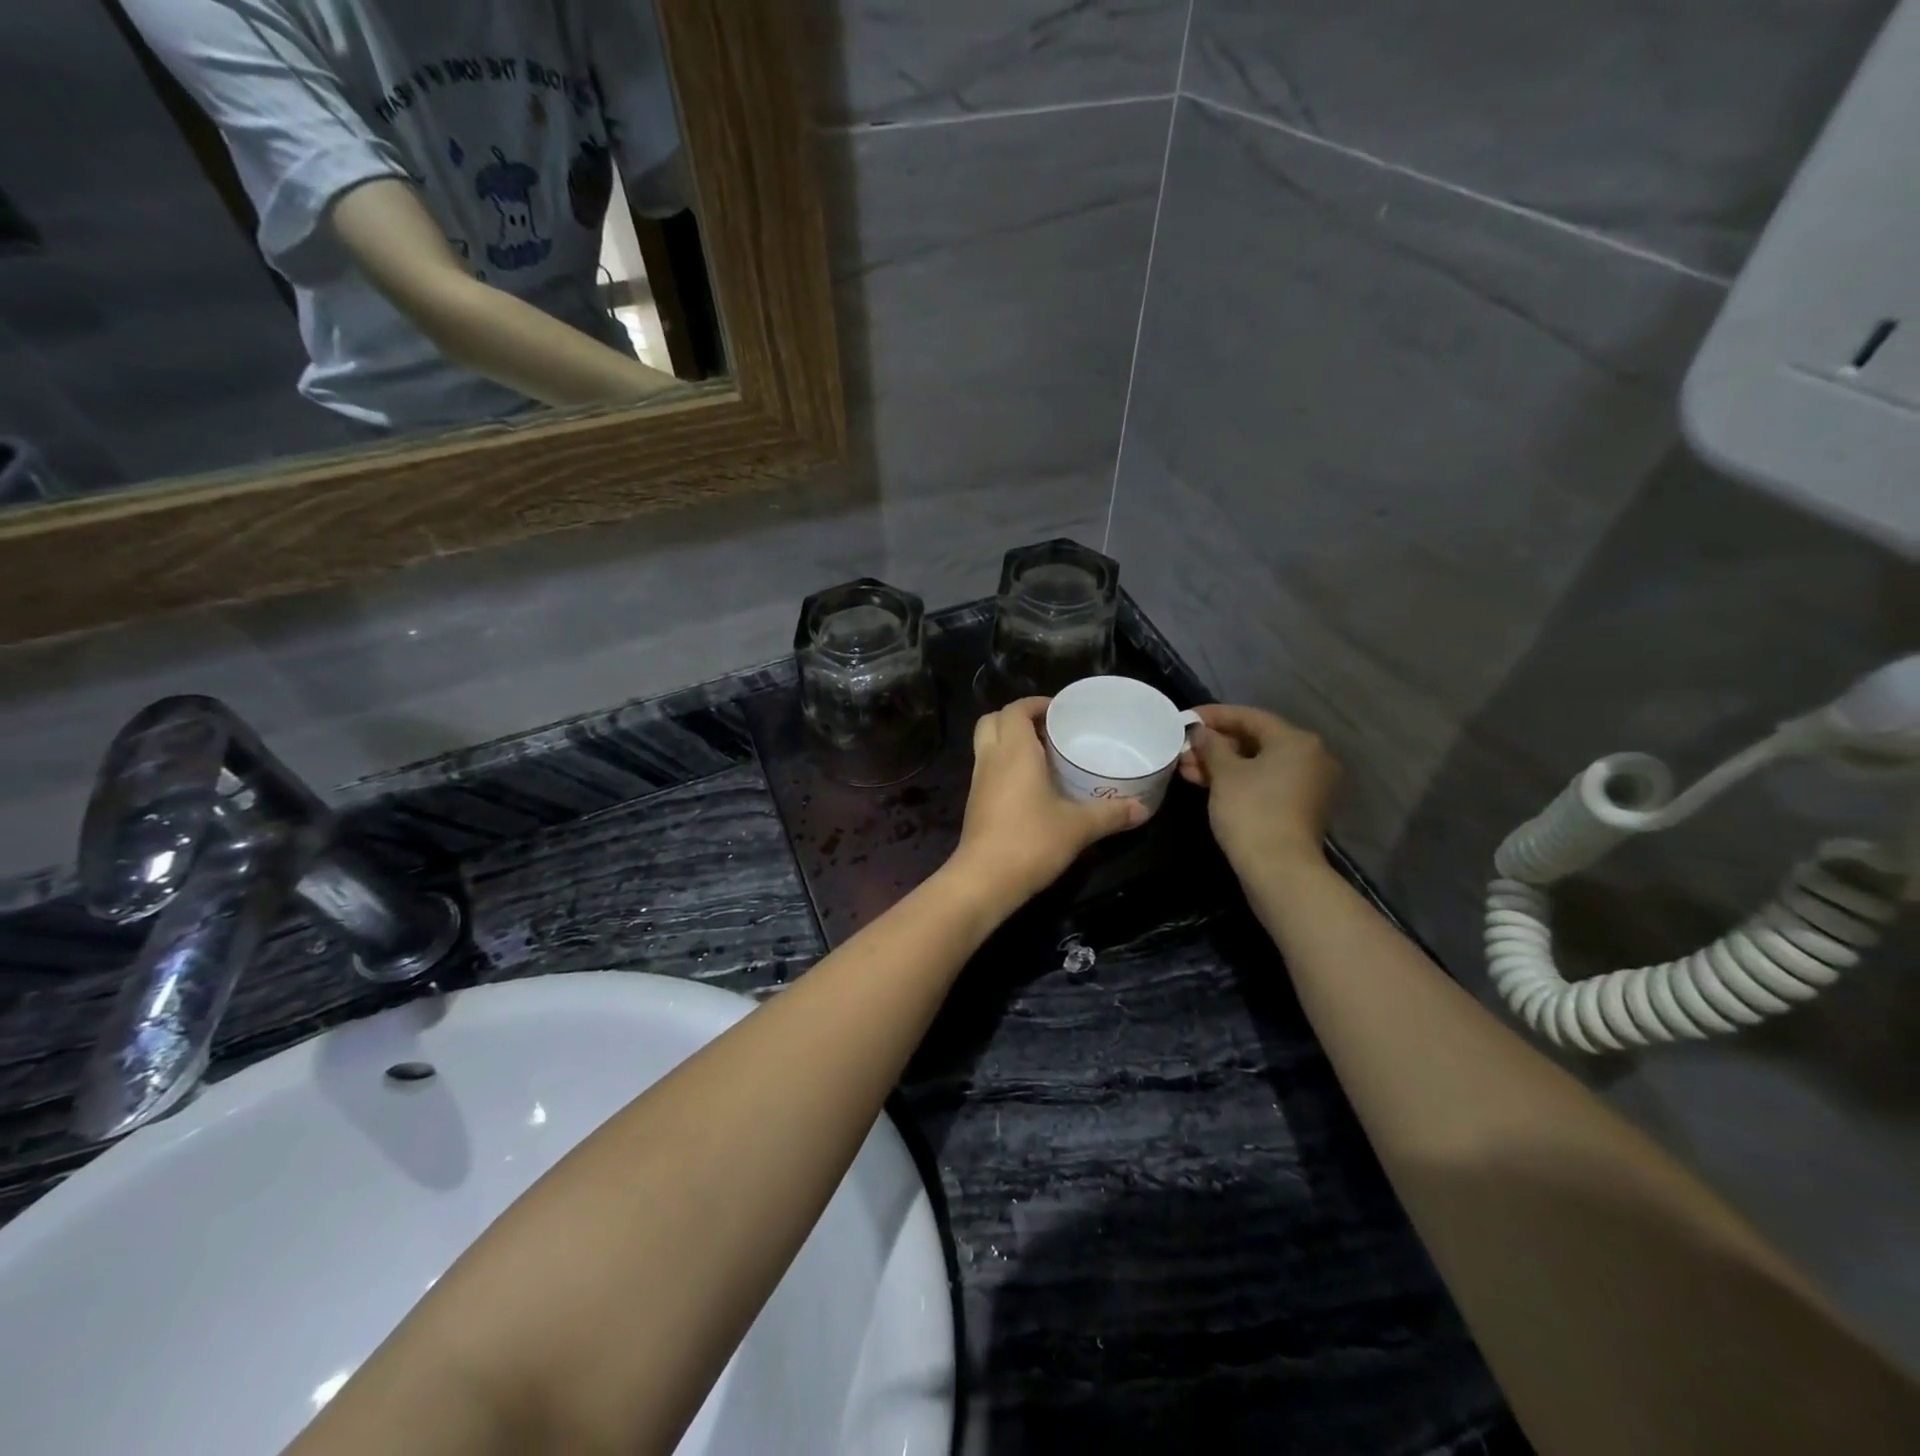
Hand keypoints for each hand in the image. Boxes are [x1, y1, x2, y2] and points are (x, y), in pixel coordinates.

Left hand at [948, 697, 1144, 909]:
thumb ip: (1110, 813)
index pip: (1016, 709)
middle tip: (1049, 731)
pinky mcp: (975, 803)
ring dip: (1010, 742)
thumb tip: (1142, 809)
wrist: (985, 879)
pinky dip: (1005, 765)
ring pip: (987, 745)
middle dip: (1018, 718)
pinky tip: (1032, 786)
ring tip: (1044, 756)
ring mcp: (979, 781)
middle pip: (993, 720)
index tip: (1061, 712)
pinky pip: (988, 769)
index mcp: (1014, 751)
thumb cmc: (1031, 841)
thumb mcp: (1078, 826)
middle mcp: (991, 758)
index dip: (1036, 704)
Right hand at [1178, 704, 1340, 872]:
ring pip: (1258, 764)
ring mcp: (1308, 784)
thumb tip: (1201, 731)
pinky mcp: (1300, 807)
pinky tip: (1207, 784)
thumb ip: (1211, 745)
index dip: (1214, 715)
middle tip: (1183, 749)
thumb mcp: (1224, 774)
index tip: (1185, 718)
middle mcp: (1311, 757)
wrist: (1279, 870)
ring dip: (1222, 764)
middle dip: (1216, 744)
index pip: (1250, 717)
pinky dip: (1238, 780)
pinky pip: (1265, 782)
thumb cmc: (1251, 811)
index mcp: (1296, 741)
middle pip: (1256, 740)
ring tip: (1186, 769)